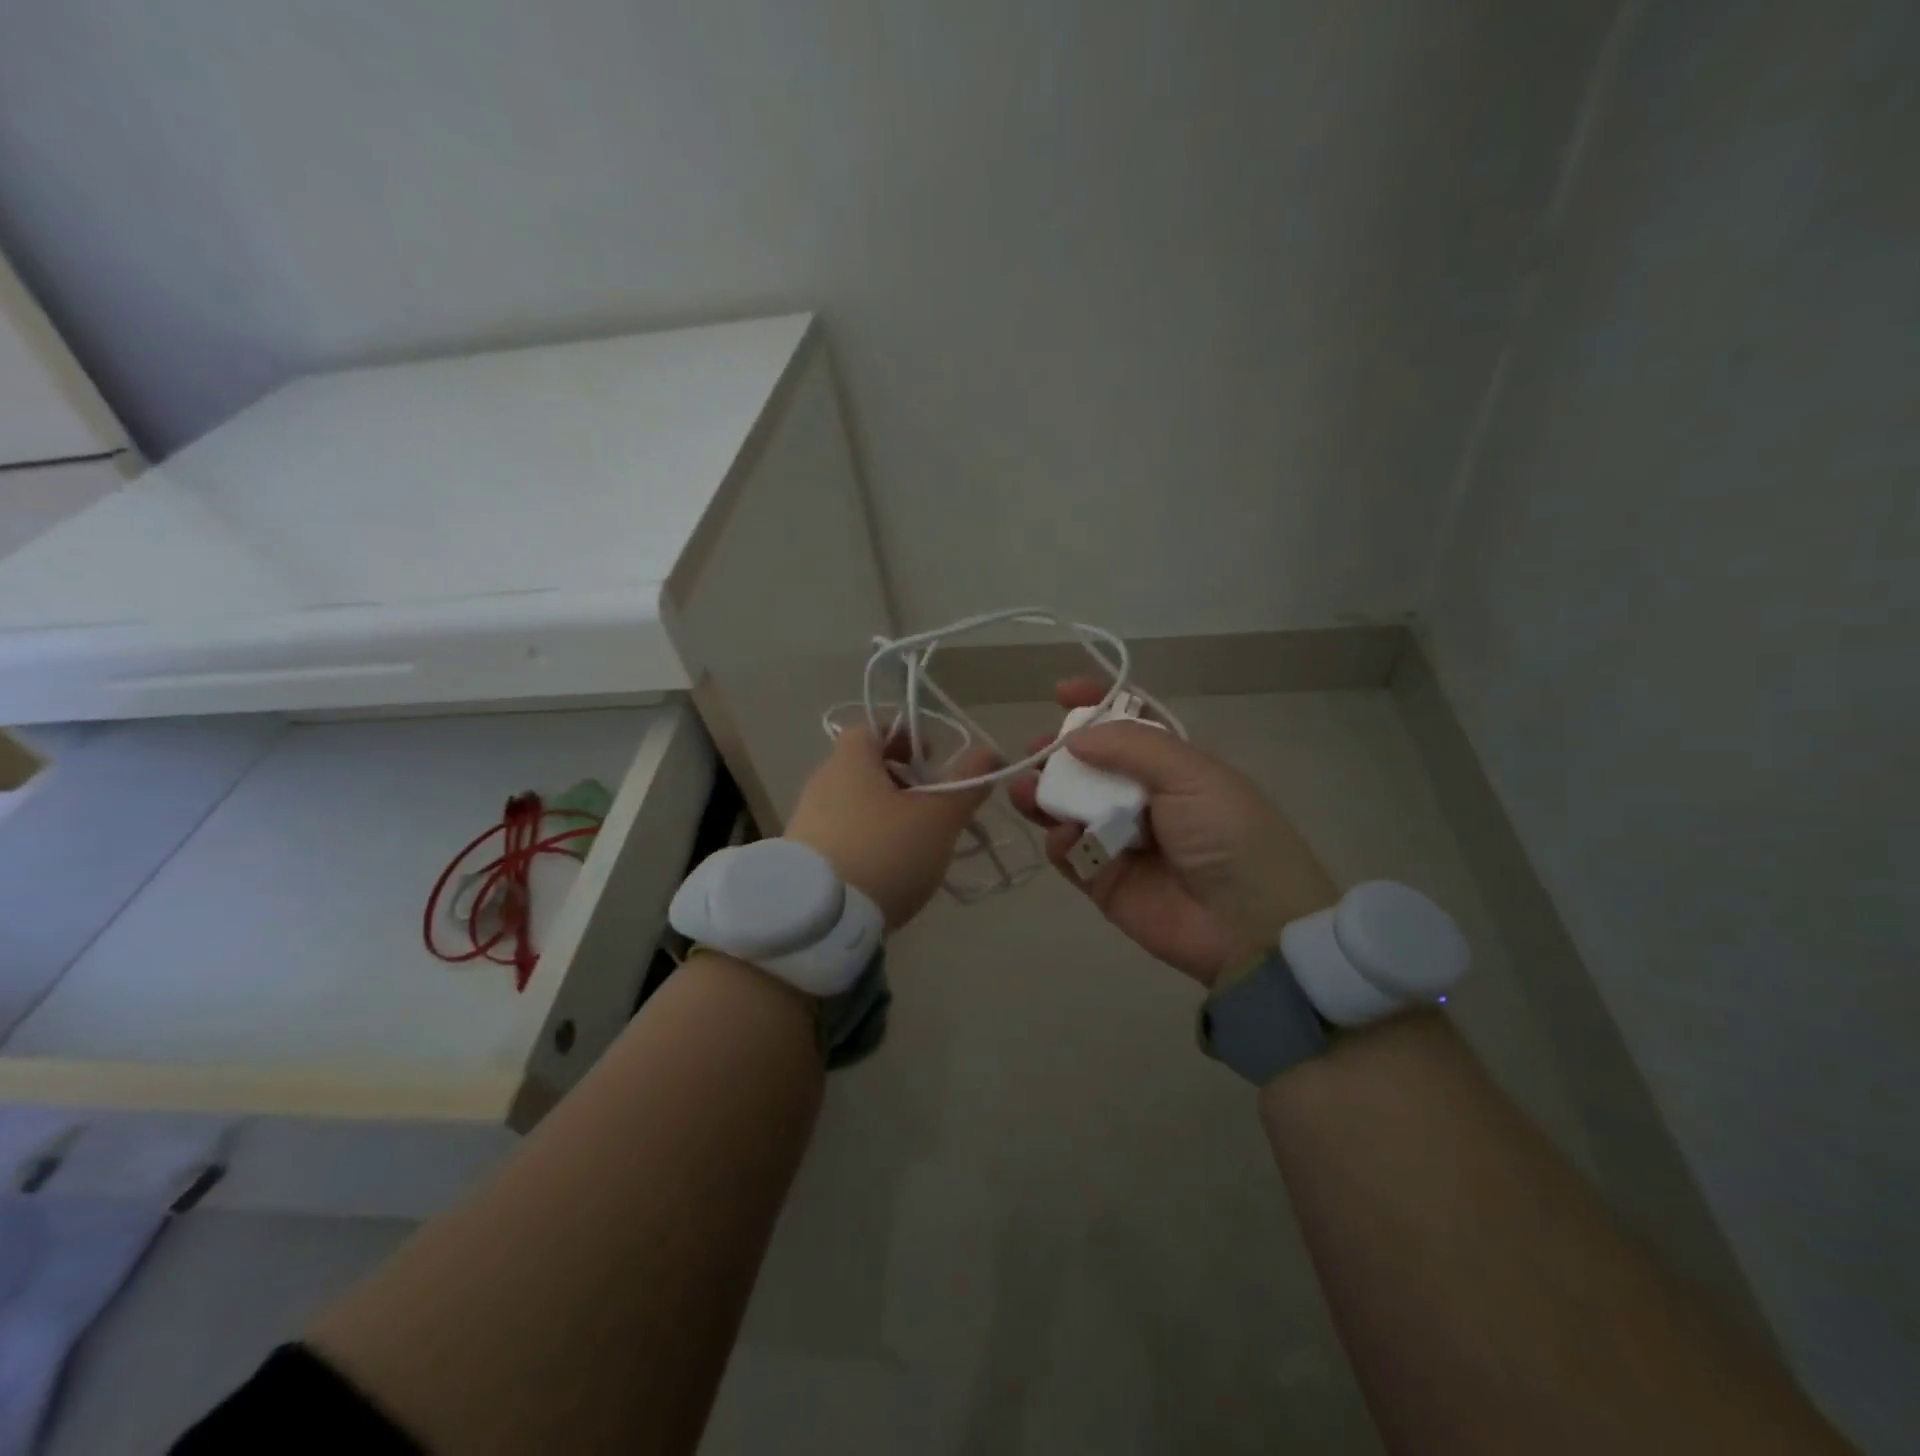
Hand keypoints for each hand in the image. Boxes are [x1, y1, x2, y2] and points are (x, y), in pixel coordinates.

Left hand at [785, 726, 996, 929]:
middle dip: (903, 782)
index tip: (932, 761)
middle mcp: (822, 782)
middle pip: (866, 768)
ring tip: (916, 845)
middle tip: (933, 806)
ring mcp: (807, 820)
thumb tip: (989, 752)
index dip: (906, 738)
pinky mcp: (802, 857)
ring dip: (887, 815)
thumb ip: (966, 783)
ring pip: (855, 804)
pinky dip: (867, 842)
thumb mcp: (938, 818)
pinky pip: (842, 835)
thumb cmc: (884, 852)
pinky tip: (887, 871)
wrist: (818, 920)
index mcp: (850, 760)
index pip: (874, 728)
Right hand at [1009, 679, 1338, 986]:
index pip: (1128, 726)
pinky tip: (1064, 837)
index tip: (1061, 691)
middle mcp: (1144, 799)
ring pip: (1070, 808)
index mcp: (1173, 767)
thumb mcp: (1190, 774)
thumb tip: (1074, 738)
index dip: (1096, 705)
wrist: (1248, 924)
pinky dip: (1060, 842)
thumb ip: (1130, 747)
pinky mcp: (1103, 881)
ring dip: (1045, 794)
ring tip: (1023, 788)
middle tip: (1034, 749)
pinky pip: (1070, 854)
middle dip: (1059, 753)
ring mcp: (1121, 841)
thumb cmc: (1227, 833)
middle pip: (1090, 767)